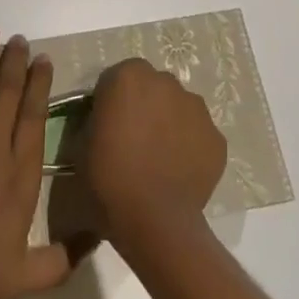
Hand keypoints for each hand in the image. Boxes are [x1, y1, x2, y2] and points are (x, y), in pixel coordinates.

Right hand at [83, 59, 226, 254]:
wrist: (155, 221)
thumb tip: (104, 122)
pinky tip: (179, 173)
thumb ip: (94, 121)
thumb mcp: (81, 145)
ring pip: (178, 108)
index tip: (107, 126)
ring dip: (169, 123)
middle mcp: (166, 81)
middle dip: (144, 106)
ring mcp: (196, 108)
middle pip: (151, 88)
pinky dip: (190, 147)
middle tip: (133, 140)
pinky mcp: (217, 137)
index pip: (117, 79)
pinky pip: (198, 135)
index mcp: (128, 77)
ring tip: (159, 159)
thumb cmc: (109, 180)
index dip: (111, 102)